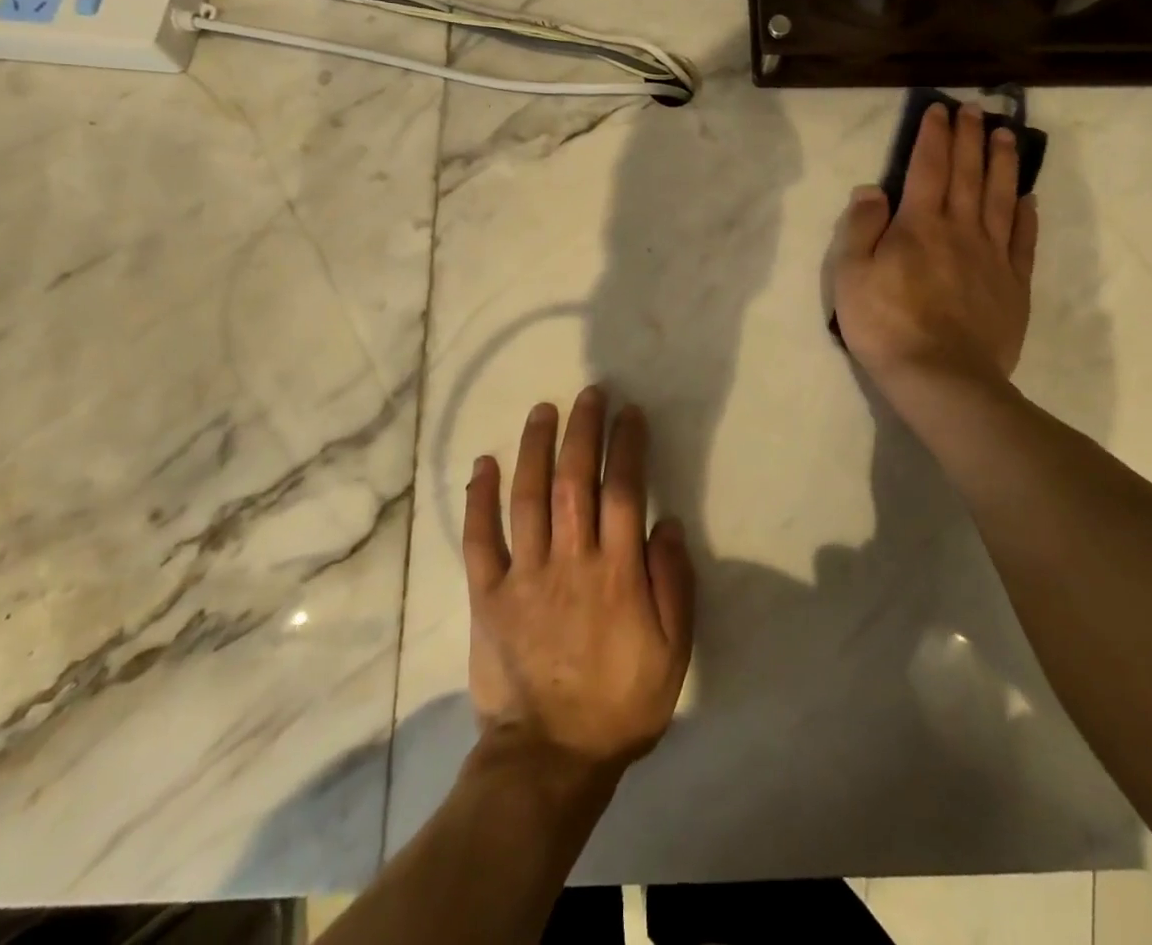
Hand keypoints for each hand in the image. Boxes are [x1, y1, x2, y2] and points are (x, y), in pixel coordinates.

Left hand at [463, 387, 695, 779]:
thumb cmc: (621, 702)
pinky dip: (478, 499)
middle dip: (582, 430)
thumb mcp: (673, 652)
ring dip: (534, 447)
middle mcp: (570, 561)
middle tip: (588, 393)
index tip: (629, 413)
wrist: (550, 759)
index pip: (623, 490)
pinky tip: (483, 463)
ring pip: (527, 496)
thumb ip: (673, 584)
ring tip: (542, 409)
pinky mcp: (488, 595)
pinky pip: (479, 539)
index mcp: (616, 572)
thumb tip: (668, 524)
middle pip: (574, 480)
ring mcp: (524, 575)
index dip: (627, 445)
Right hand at [833, 103, 1038, 395]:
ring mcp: (992, 256)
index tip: (940, 109)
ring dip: (1003, 163)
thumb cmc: (886, 325)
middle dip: (970, 137)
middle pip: (967, 174)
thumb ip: (861, 228)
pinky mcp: (1013, 284)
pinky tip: (1028, 198)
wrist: (942, 377)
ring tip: (1006, 136)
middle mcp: (960, 229)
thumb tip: (873, 190)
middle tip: (976, 110)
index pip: (928, 167)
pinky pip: (1023, 240)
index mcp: (919, 224)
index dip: (933, 136)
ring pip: (1000, 198)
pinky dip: (1026, 215)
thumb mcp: (851, 275)